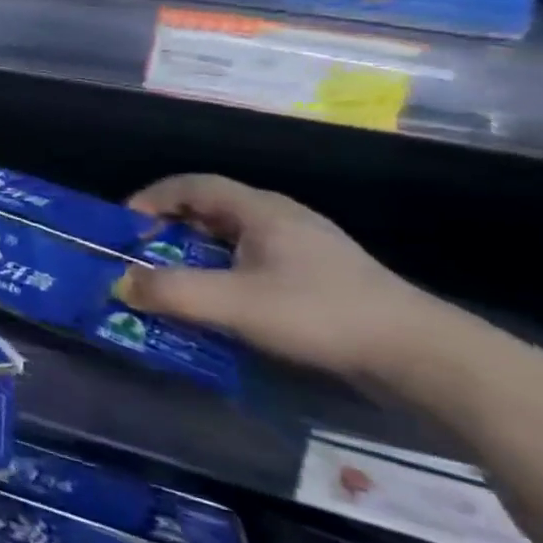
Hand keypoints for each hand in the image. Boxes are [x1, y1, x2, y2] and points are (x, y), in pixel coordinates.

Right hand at [124, 173, 449, 382]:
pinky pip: (253, 262)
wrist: (423, 357)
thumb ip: (171, 292)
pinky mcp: (319, 279)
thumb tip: (118, 284)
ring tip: (174, 284)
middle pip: (209, 209)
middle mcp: (280, 218)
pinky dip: (223, 274)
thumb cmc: (321, 315)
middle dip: (168, 231)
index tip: (124, 228)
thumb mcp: (235, 304)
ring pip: (232, 238)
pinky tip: (221, 306)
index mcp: (260, 210)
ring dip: (195, 255)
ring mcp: (304, 249)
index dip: (150, 199)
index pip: (191, 185)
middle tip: (143, 259)